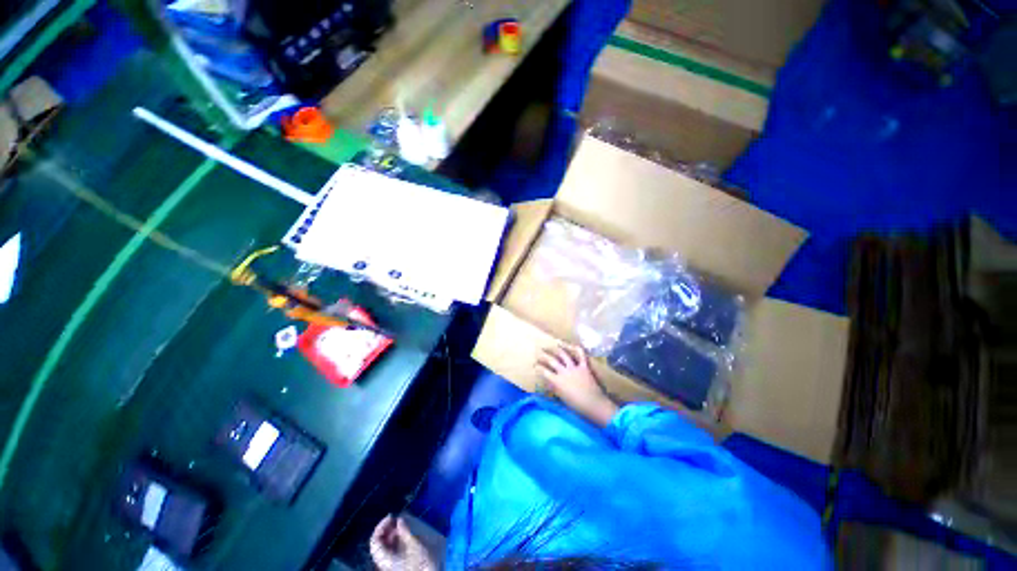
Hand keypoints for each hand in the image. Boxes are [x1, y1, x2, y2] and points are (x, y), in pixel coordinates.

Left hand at [369, 515, 437, 570]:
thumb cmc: (420, 561)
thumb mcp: (414, 544)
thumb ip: (405, 531)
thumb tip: (399, 519)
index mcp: (384, 559)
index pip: (375, 541)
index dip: (380, 526)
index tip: (391, 516)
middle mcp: (384, 562)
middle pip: (379, 543)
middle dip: (386, 528)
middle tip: (396, 519)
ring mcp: (390, 563)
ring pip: (385, 546)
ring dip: (391, 533)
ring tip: (401, 525)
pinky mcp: (396, 564)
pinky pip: (390, 550)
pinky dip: (395, 539)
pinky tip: (403, 534)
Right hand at [536, 345, 618, 426]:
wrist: (593, 404)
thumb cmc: (576, 405)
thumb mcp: (562, 397)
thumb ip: (554, 388)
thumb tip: (548, 382)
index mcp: (557, 381)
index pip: (544, 371)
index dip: (538, 367)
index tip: (535, 365)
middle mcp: (564, 372)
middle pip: (551, 360)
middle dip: (544, 355)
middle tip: (540, 352)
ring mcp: (574, 368)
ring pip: (563, 355)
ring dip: (557, 350)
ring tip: (553, 345)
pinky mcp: (584, 366)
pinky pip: (581, 355)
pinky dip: (577, 349)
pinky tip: (572, 345)